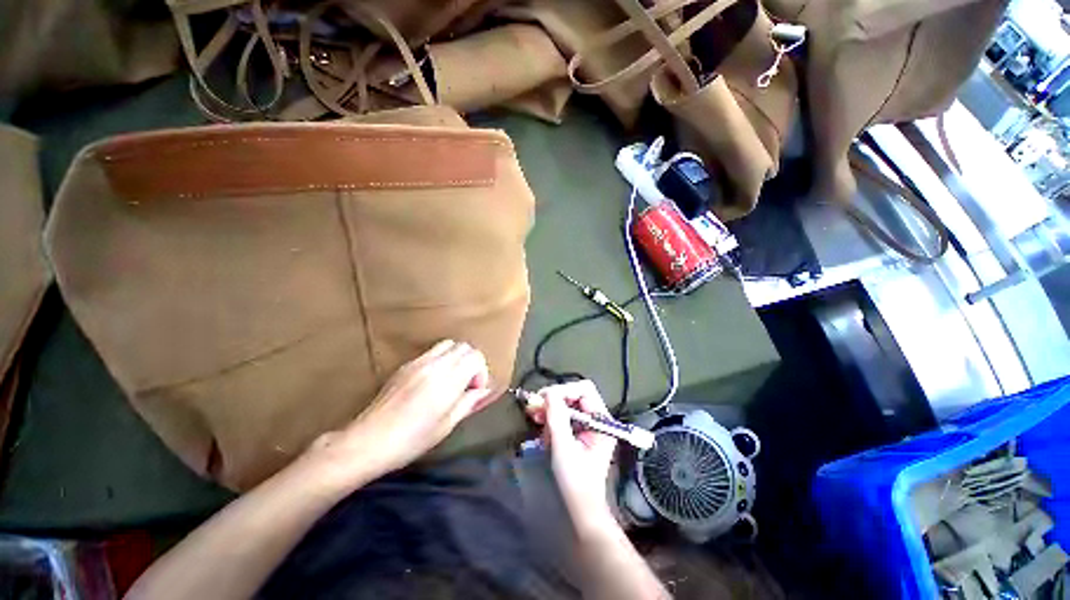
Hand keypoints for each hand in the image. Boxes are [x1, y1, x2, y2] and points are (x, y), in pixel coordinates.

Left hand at [309, 340, 494, 479]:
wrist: (368, 441)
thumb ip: (469, 402)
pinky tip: (432, 382)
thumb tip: (484, 391)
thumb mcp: (446, 425)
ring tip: (451, 380)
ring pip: (448, 344)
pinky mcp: (405, 365)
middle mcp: (435, 364)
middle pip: (464, 346)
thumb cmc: (411, 440)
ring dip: (456, 357)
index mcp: (448, 379)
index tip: (474, 390)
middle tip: (466, 384)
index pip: (475, 356)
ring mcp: (418, 362)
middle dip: (471, 362)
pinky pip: (431, 352)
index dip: (481, 372)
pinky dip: (441, 360)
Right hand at [527, 380, 617, 534]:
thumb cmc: (575, 481)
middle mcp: (598, 419)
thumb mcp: (563, 446)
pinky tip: (543, 431)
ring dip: (550, 411)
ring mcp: (589, 426)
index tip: (544, 399)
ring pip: (567, 405)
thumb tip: (548, 392)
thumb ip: (557, 416)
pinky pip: (564, 417)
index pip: (584, 389)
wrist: (581, 510)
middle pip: (574, 395)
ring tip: (536, 422)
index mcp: (602, 421)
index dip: (564, 390)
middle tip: (534, 409)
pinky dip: (551, 421)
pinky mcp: (579, 433)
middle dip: (554, 401)